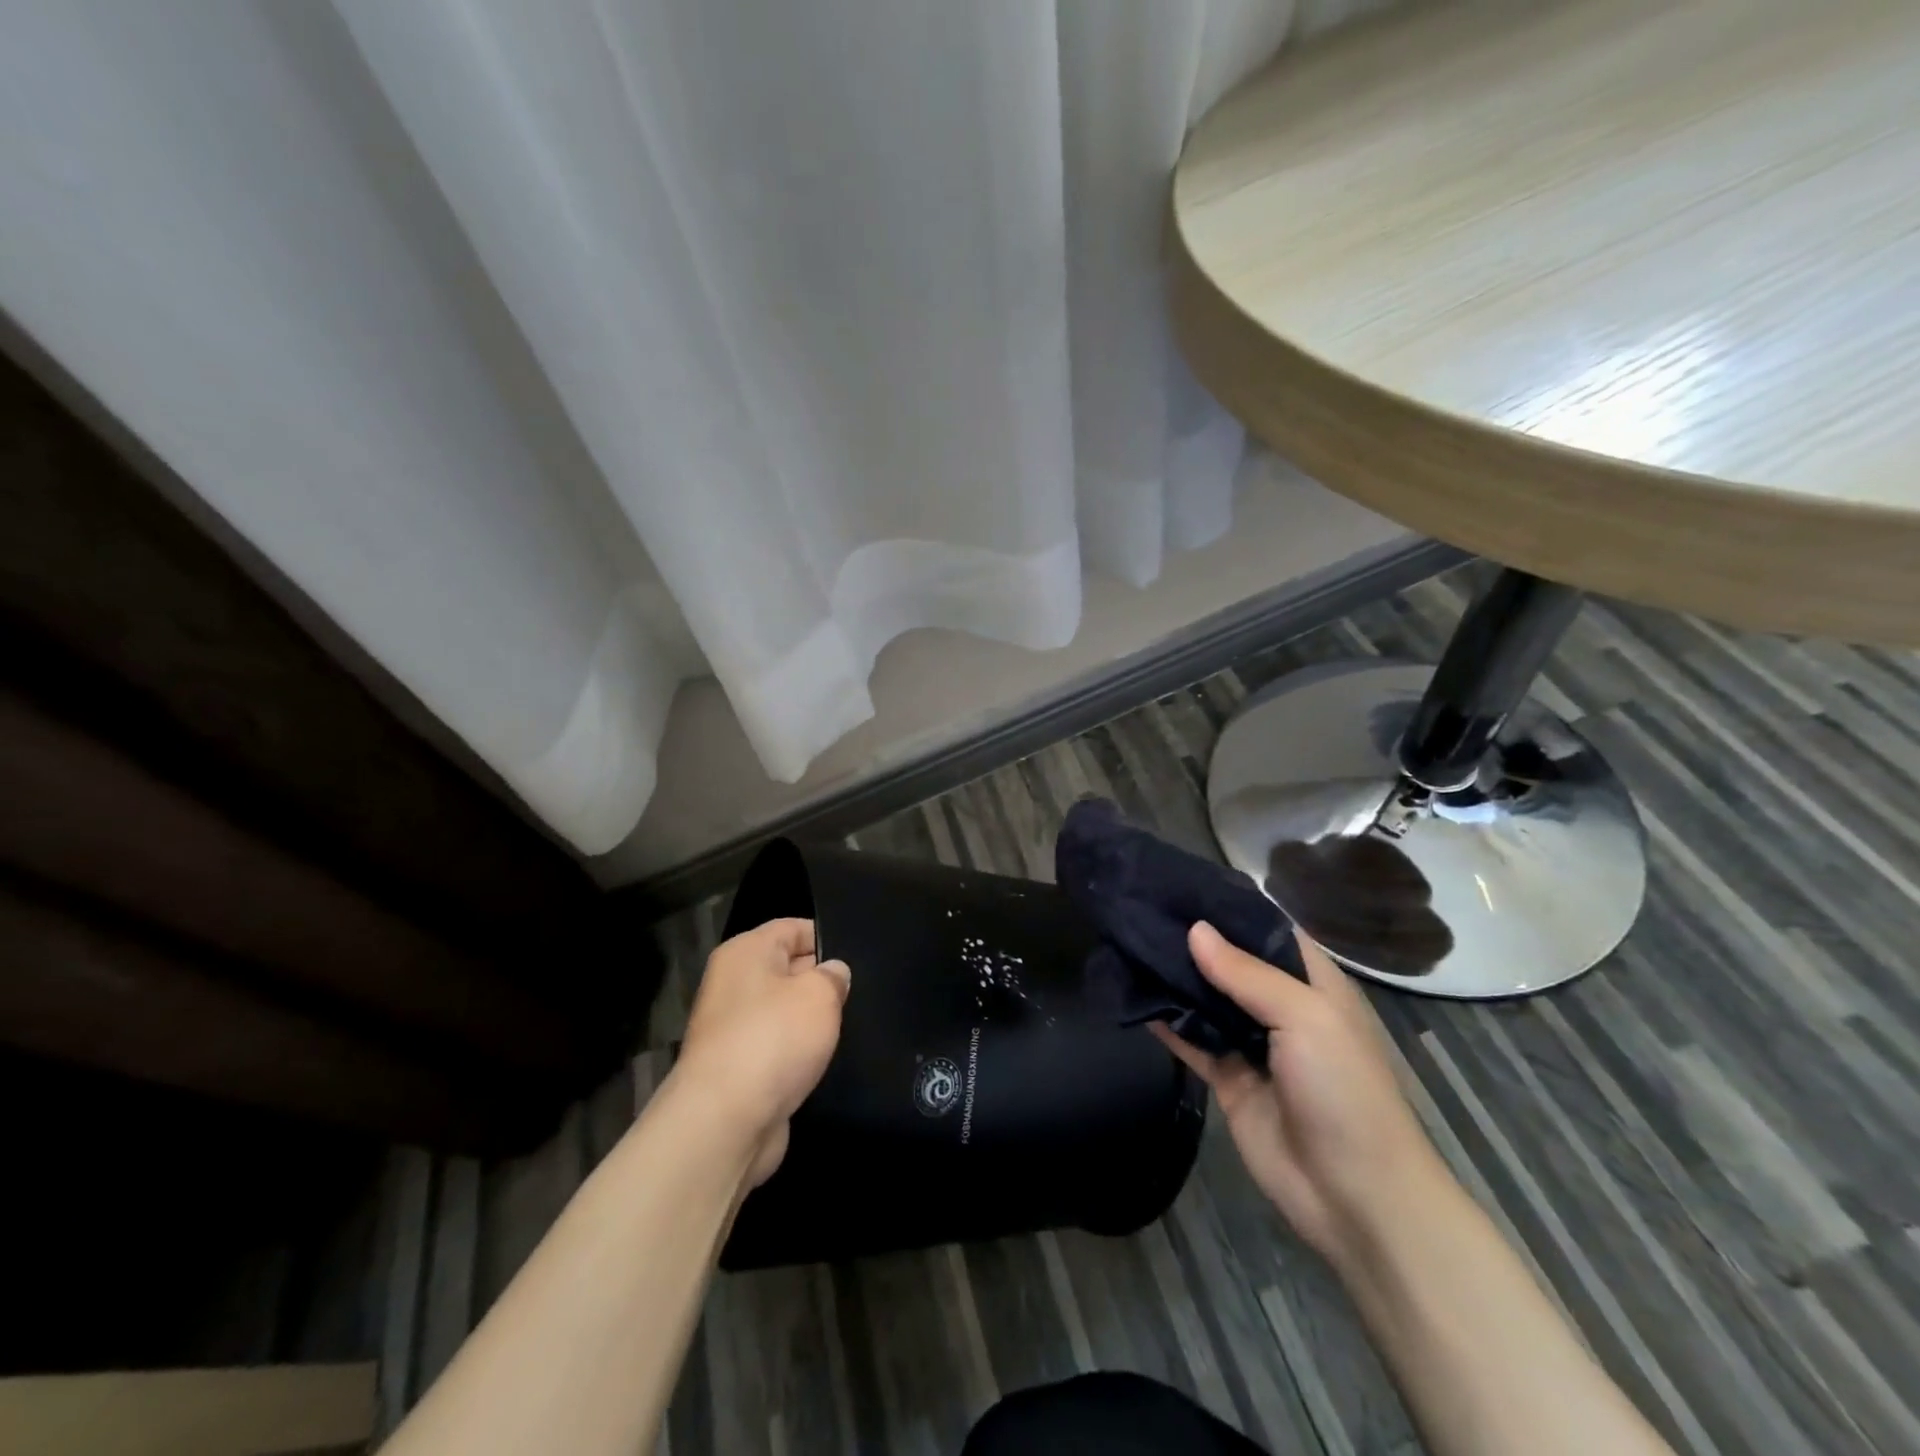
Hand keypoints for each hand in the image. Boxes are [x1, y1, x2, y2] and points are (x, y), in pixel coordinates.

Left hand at [671, 918, 850, 1187]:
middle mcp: (733, 984)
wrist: (724, 1122)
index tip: (860, 956)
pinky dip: (799, 1054)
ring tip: (851, 1025)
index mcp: (745, 953)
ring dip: (812, 1022)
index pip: (792, 928)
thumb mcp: (819, 994)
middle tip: (863, 992)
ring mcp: (732, 1029)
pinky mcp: (738, 1069)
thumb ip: (833, 976)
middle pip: (787, 969)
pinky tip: (826, 1060)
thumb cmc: (773, 1039)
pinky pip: (777, 1048)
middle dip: (822, 981)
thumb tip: (834, 973)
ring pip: (784, 1012)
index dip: (827, 938)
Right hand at [1151, 922, 1444, 1267]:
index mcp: (1312, 983)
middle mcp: (1280, 1006)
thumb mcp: (1306, 1018)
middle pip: (1231, 962)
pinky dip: (1166, 1022)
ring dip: (1174, 977)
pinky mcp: (1228, 1078)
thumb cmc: (1344, 1091)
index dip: (1229, 906)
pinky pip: (1192, 1040)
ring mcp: (1253, 1044)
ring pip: (1206, 999)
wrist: (1354, 1196)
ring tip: (1128, 942)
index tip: (1180, 884)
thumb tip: (1194, 930)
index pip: (1267, 929)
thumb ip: (1246, 973)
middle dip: (1192, 939)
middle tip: (1140, 909)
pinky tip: (1133, 997)